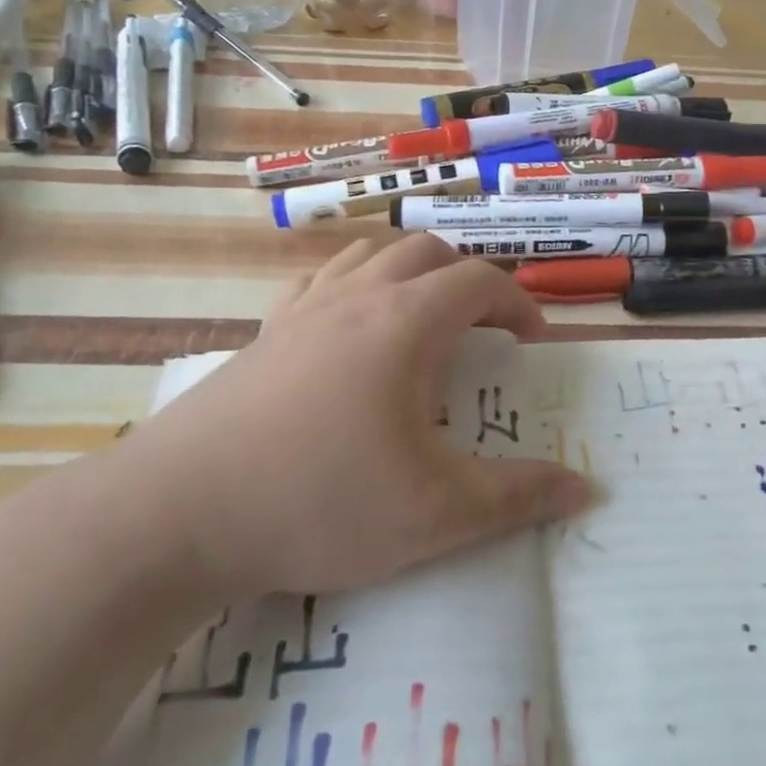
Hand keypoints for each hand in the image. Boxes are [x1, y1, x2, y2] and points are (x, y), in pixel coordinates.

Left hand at [126, 235, 593, 598]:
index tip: (531, 342)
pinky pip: (320, 280)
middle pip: (428, 252)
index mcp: (406, 323)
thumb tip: (586, 490)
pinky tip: (349, 324)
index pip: (480, 282)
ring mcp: (304, 307)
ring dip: (411, 272)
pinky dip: (353, 284)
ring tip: (423, 318)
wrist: (179, 512)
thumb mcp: (434, 514)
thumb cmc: (319, 503)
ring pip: (371, 254)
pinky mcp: (264, 330)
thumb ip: (517, 497)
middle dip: (468, 280)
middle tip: (483, 329)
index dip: (517, 304)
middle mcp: (358, 296)